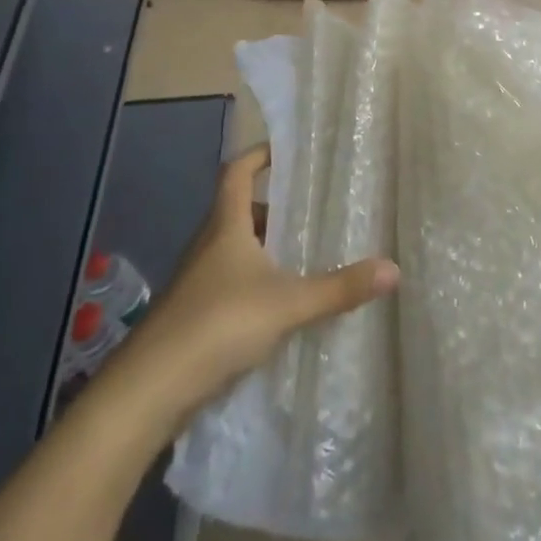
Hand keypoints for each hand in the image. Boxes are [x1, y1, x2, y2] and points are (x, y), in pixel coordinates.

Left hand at [103, 143, 398, 424]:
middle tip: (309, 212)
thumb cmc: (217, 324)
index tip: (285, 149)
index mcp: (225, 225)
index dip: (259, 154)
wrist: (147, 391)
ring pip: (233, 248)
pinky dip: (252, 282)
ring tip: (301, 257)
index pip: (237, 171)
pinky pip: (228, 282)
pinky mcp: (191, 315)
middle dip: (271, 207)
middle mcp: (207, 245)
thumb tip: (393, 269)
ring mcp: (195, 281)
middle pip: (238, 210)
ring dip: (262, 248)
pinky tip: (276, 307)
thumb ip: (338, 288)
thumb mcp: (287, 304)